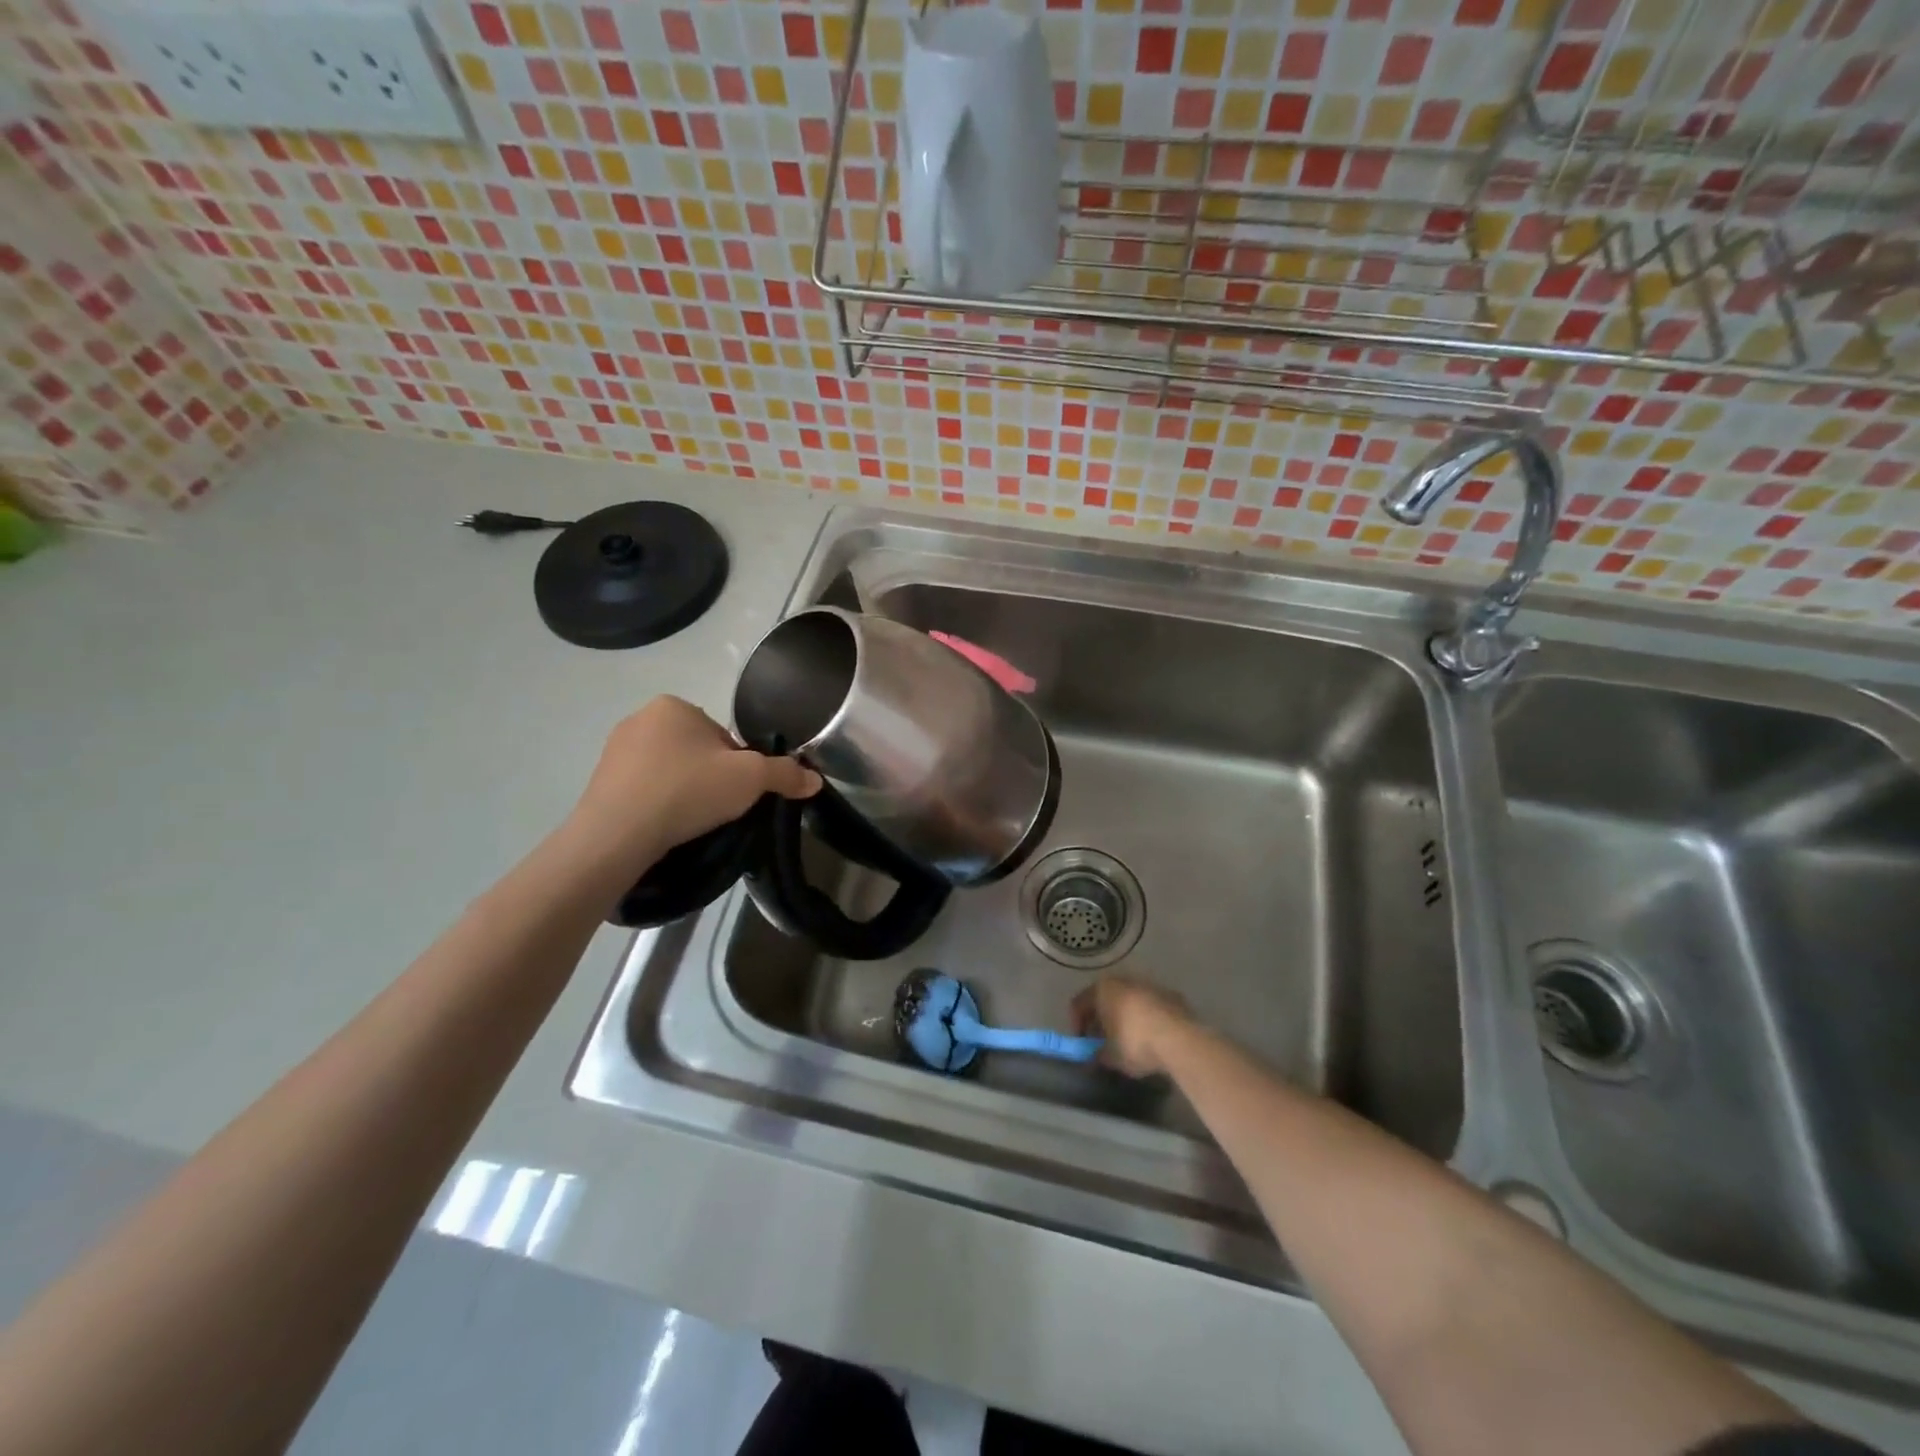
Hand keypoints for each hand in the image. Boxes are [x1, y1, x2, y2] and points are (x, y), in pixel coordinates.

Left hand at [566, 696, 819, 872]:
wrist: (617, 835)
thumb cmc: (688, 791)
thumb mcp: (751, 779)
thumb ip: (785, 775)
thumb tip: (815, 780)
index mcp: (674, 705)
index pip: (723, 735)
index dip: (739, 766)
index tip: (738, 793)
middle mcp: (640, 718)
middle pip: (697, 751)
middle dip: (710, 777)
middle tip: (718, 809)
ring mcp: (614, 750)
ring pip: (670, 771)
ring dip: (684, 792)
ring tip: (692, 823)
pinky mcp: (598, 782)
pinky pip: (643, 790)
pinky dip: (658, 805)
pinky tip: (665, 827)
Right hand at [1070, 976, 1192, 1077]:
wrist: (1180, 1040)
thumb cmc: (1135, 1044)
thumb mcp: (1111, 1057)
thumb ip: (1098, 1054)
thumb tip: (1095, 1055)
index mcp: (1102, 989)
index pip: (1079, 1003)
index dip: (1077, 1025)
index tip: (1082, 1044)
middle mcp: (1123, 980)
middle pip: (1105, 998)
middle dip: (1102, 1019)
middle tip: (1103, 1041)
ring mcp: (1149, 985)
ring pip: (1129, 1000)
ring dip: (1125, 1017)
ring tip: (1129, 1040)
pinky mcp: (1171, 995)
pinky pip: (1150, 1006)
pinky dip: (1146, 1018)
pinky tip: (1151, 1038)